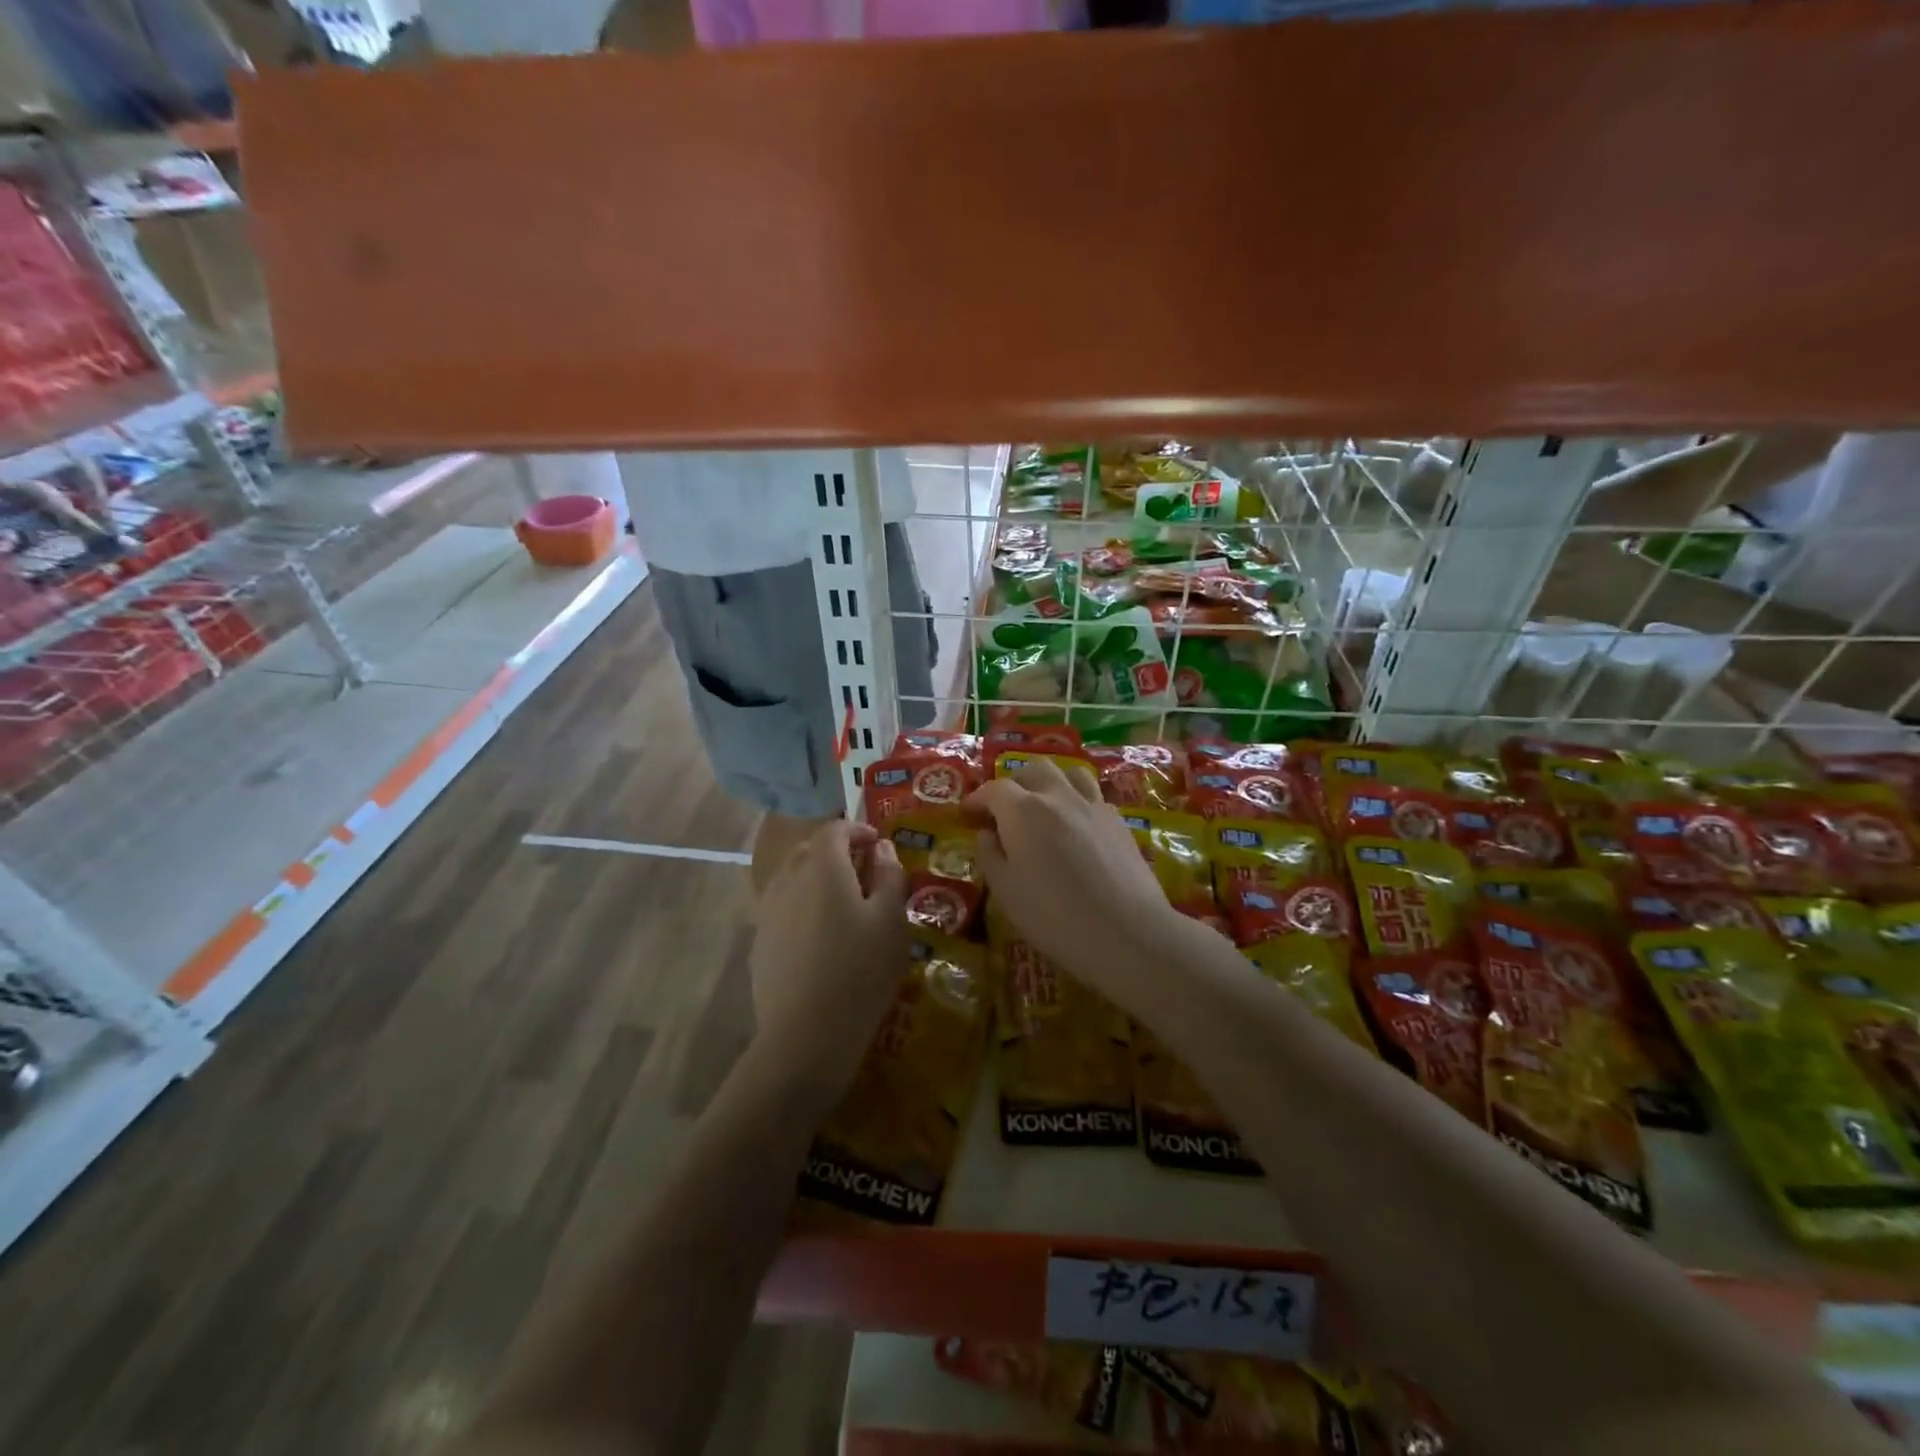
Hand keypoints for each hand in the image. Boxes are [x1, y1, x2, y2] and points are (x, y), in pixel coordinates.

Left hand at [748, 820, 908, 1101]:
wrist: (805, 1034)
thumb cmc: (860, 970)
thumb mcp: (891, 920)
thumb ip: (890, 876)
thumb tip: (882, 849)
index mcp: (822, 866)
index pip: (835, 829)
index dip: (857, 830)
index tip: (878, 845)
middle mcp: (788, 878)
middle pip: (810, 850)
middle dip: (837, 851)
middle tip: (865, 871)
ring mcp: (768, 910)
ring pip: (792, 877)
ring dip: (817, 878)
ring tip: (844, 903)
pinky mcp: (760, 940)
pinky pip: (783, 906)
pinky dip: (803, 905)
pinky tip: (821, 936)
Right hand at [966, 757, 1182, 1000]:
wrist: (1128, 933)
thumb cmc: (1056, 918)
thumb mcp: (1007, 893)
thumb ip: (991, 856)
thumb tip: (987, 834)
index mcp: (1024, 811)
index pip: (994, 790)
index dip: (977, 799)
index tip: (967, 815)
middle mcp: (1058, 796)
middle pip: (1033, 771)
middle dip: (1013, 784)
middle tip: (1003, 810)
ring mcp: (1093, 805)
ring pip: (1068, 773)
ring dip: (1049, 783)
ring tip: (1042, 806)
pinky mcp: (1119, 822)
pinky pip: (1092, 795)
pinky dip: (1076, 799)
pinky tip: (1075, 825)